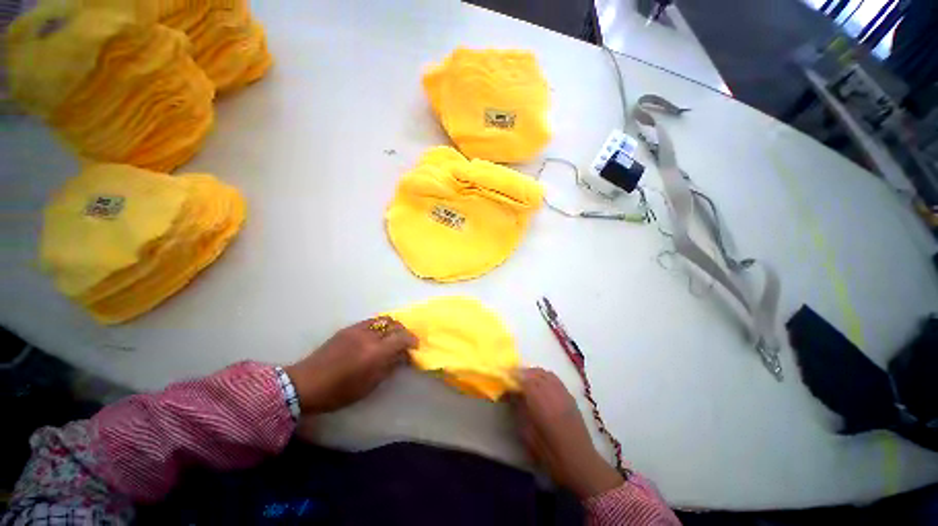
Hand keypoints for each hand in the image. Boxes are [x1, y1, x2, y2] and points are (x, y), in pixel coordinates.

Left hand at [285, 317, 417, 414]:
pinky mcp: (348, 328)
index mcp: (376, 352)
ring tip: (392, 336)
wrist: (306, 383)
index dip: (412, 340)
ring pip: (383, 319)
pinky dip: (379, 325)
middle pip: (395, 325)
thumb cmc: (339, 391)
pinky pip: (370, 321)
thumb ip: (389, 367)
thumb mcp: (369, 385)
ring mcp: (358, 329)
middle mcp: (369, 336)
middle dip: (404, 331)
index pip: (402, 337)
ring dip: (392, 326)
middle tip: (405, 342)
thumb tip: (402, 356)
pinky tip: (377, 335)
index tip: (415, 347)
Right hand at [515, 368, 622, 498]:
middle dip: (523, 373)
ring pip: (546, 373)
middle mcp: (552, 392)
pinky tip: (541, 385)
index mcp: (540, 402)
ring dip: (534, 374)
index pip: (525, 379)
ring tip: (526, 381)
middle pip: (535, 373)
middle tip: (513, 379)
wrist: (579, 462)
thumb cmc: (549, 452)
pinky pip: (555, 379)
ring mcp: (563, 392)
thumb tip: (512, 394)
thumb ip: (519, 409)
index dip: (514, 376)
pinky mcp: (570, 396)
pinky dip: (545, 377)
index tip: (505, 378)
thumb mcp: (527, 433)